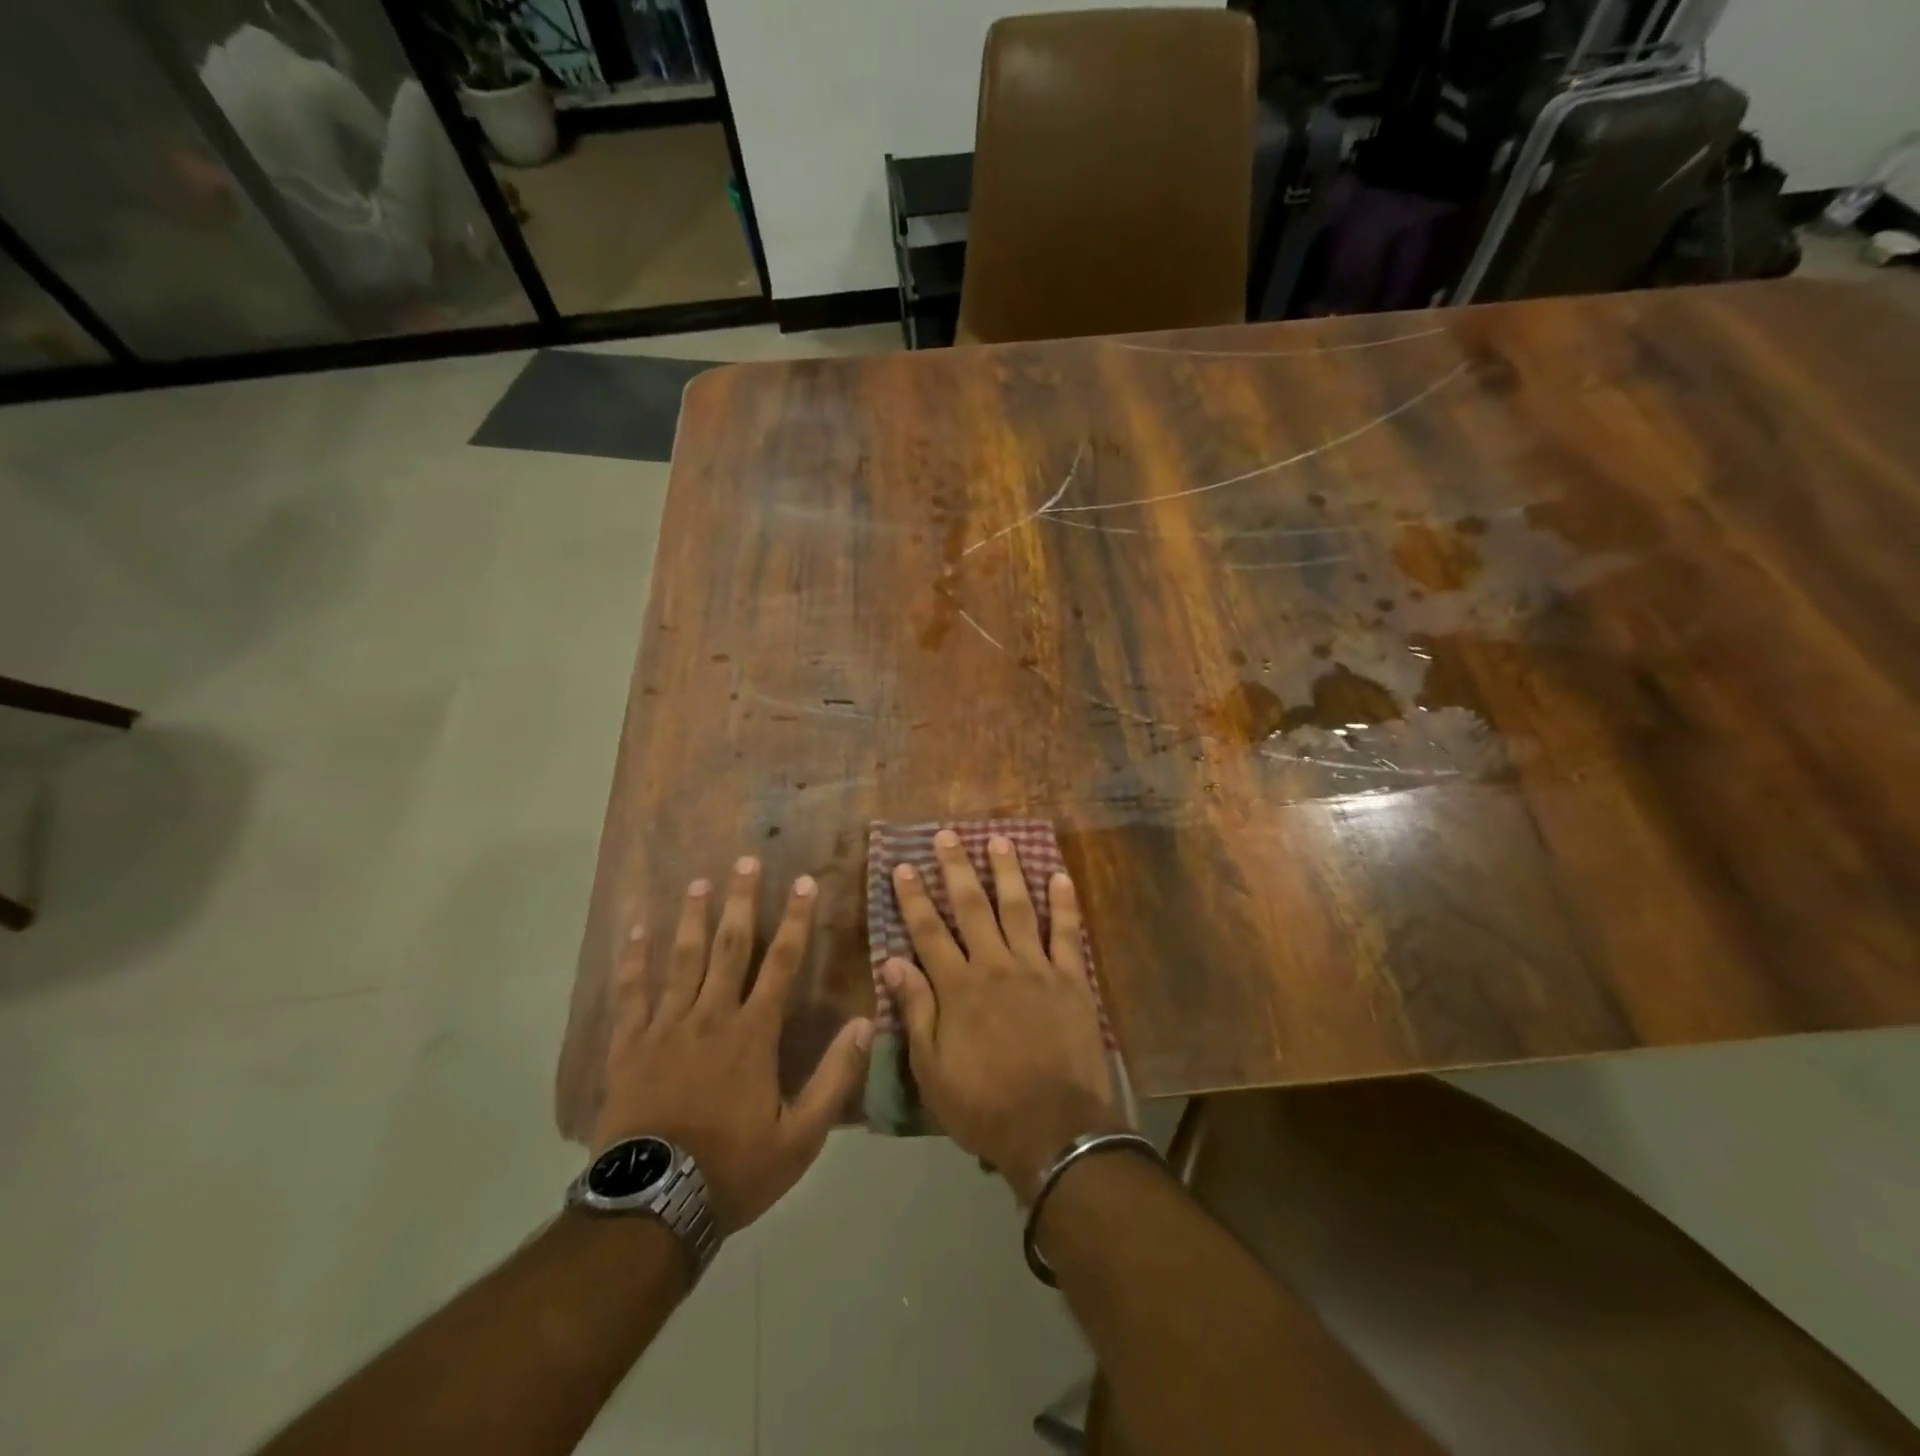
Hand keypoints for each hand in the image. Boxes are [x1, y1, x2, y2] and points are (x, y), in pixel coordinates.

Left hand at [593, 857, 873, 1234]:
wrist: (653, 1207)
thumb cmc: (733, 1169)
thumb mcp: (799, 1137)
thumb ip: (834, 1078)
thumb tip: (865, 1023)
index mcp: (753, 1034)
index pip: (782, 964)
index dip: (796, 921)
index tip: (804, 883)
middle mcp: (711, 1016)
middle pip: (730, 947)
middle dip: (741, 901)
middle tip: (746, 861)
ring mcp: (665, 1028)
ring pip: (682, 960)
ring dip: (694, 918)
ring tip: (700, 882)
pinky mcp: (629, 1046)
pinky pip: (632, 993)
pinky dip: (635, 960)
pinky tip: (637, 931)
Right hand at [882, 830, 1125, 1202]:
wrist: (1055, 1131)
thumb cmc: (985, 1106)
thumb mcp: (932, 1070)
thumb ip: (916, 1011)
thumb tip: (892, 961)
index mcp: (958, 988)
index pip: (928, 931)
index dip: (914, 897)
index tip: (904, 865)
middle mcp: (995, 965)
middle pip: (972, 907)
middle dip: (956, 868)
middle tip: (947, 835)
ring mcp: (1037, 968)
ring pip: (1018, 908)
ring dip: (1007, 872)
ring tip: (999, 840)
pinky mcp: (1073, 980)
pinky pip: (1068, 933)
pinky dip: (1065, 904)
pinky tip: (1060, 876)